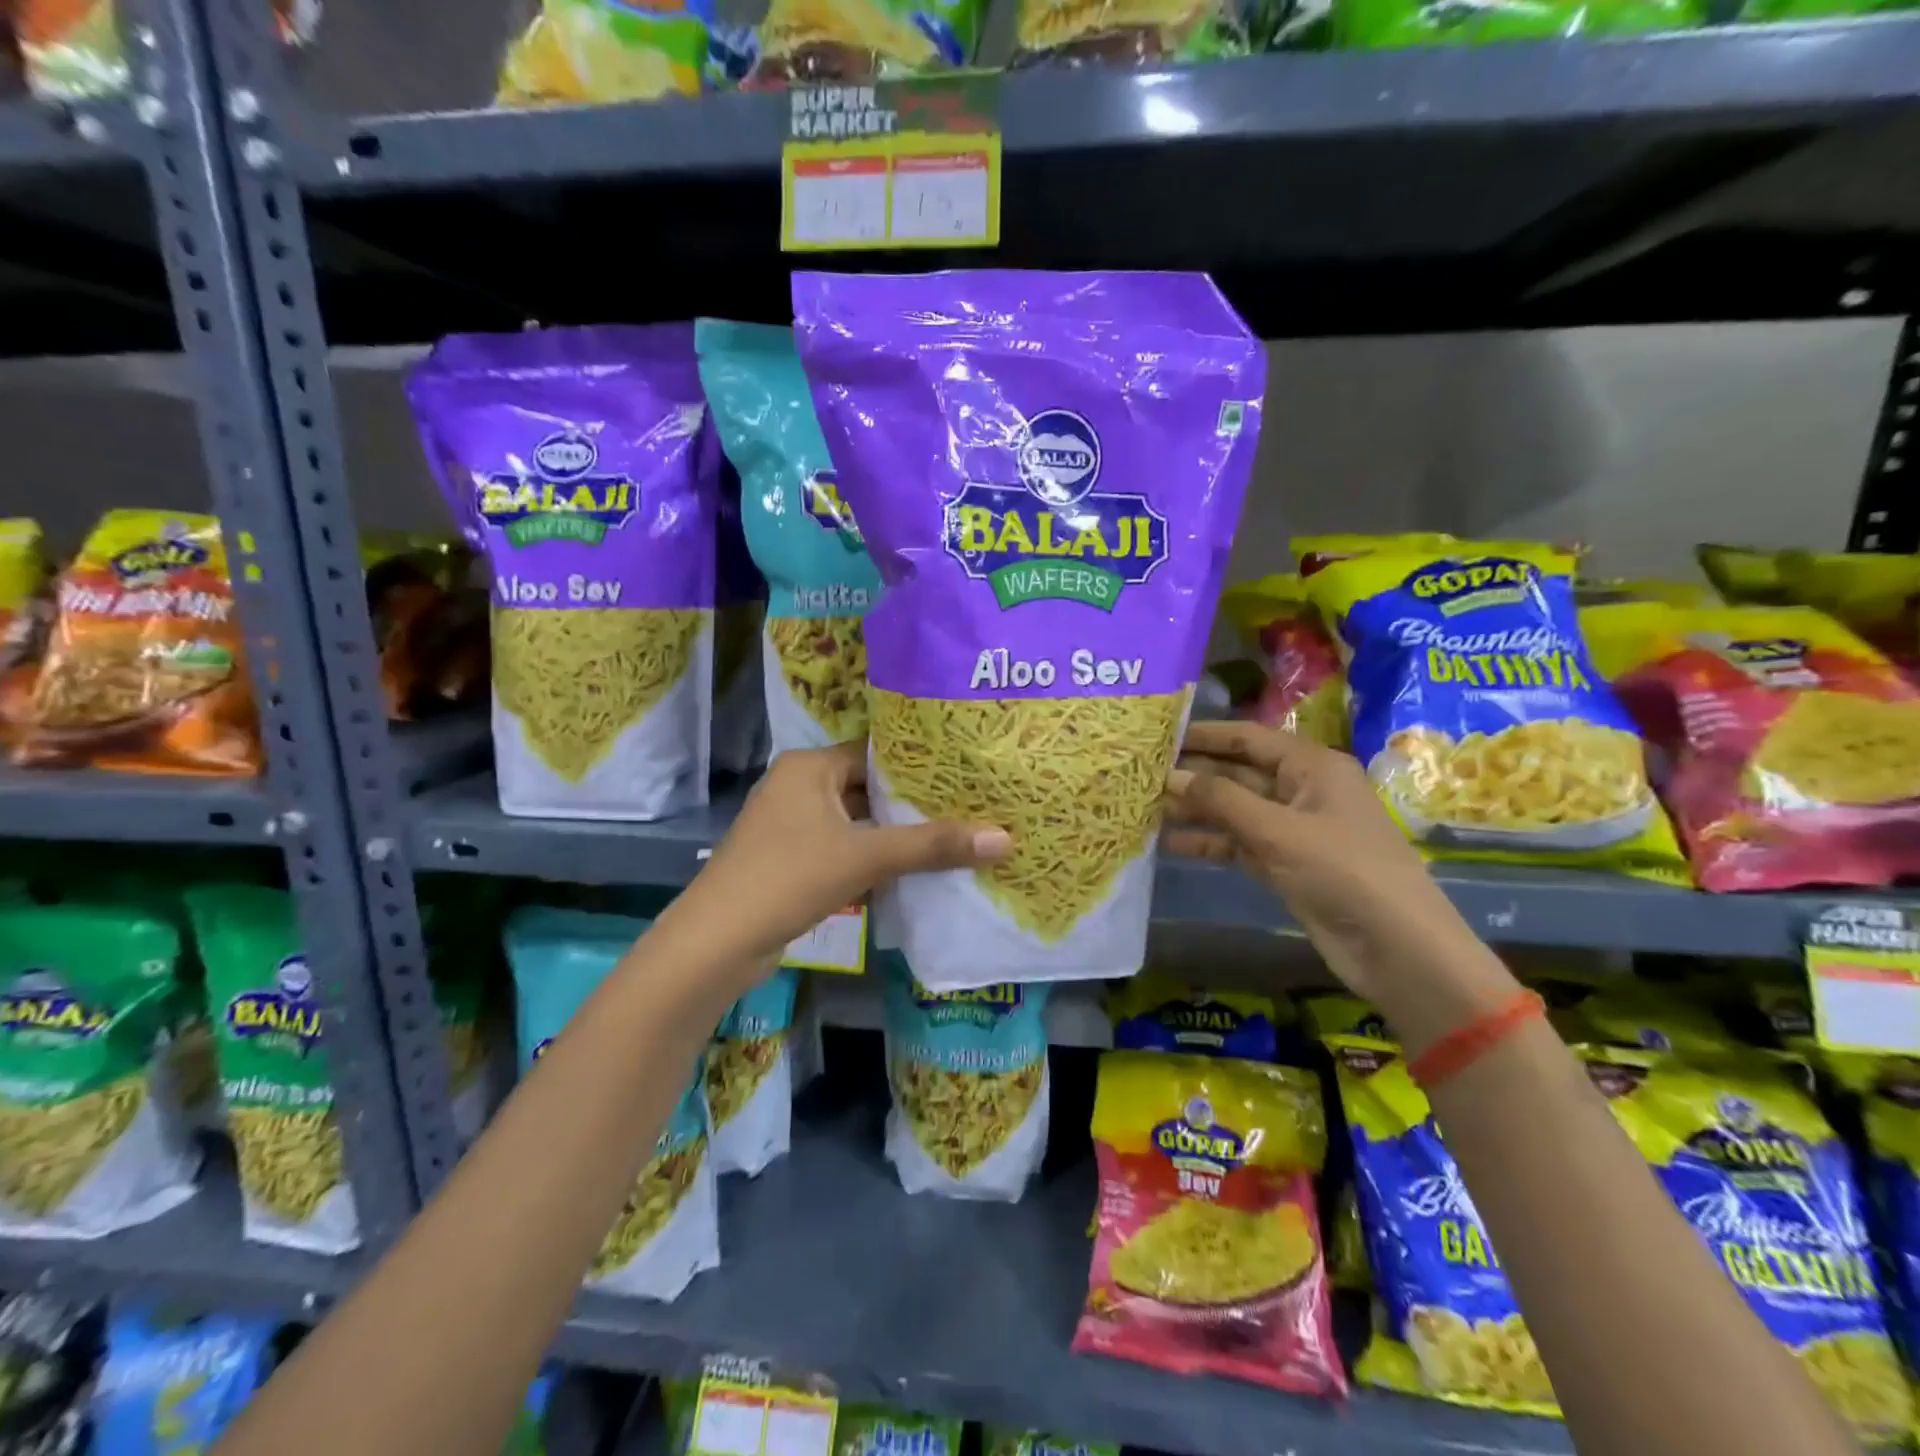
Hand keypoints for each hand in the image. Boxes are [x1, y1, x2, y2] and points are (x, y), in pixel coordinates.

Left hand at [671, 743, 1011, 972]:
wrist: (717, 943)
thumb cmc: (789, 878)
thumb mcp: (866, 856)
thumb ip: (933, 846)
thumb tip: (1005, 838)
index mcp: (810, 766)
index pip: (876, 752)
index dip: (920, 764)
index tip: (966, 773)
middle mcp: (799, 787)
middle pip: (869, 788)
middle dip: (913, 804)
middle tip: (970, 806)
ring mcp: (792, 826)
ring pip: (857, 822)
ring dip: (895, 835)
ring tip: (953, 836)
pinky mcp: (791, 861)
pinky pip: (843, 849)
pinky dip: (873, 858)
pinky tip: (913, 871)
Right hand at [1165, 721, 1499, 1011]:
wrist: (1396, 947)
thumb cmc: (1342, 871)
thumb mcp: (1278, 830)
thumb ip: (1221, 800)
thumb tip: (1170, 776)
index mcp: (1312, 767)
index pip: (1249, 739)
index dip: (1206, 735)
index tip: (1160, 735)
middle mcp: (1302, 790)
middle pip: (1238, 774)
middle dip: (1194, 776)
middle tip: (1141, 775)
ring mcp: (1293, 830)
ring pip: (1234, 810)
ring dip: (1196, 811)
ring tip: (1145, 808)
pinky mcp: (1285, 864)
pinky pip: (1239, 843)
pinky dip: (1209, 843)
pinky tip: (1170, 843)